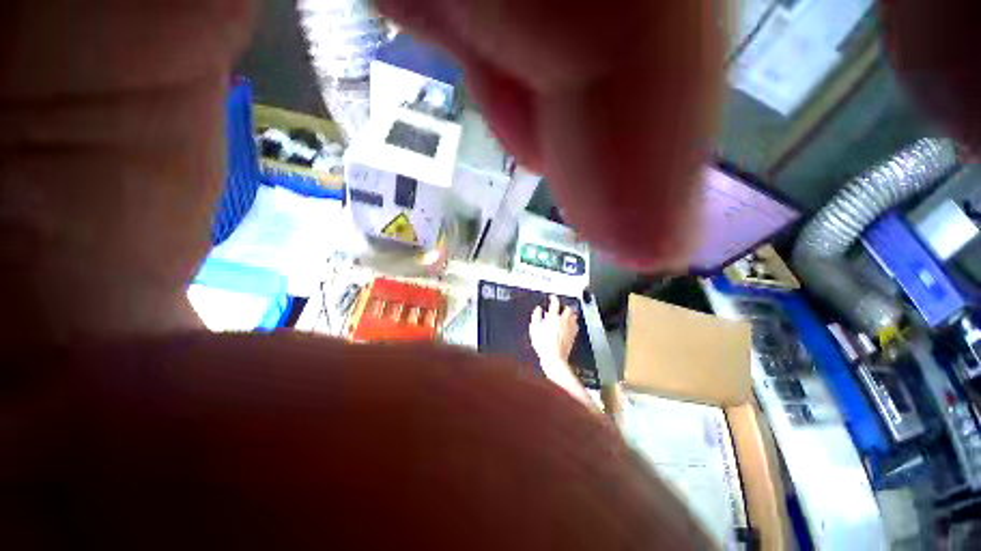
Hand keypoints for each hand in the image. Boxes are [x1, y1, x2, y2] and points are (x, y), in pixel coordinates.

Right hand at [529, 296, 589, 404]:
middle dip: (565, 306)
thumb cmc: (543, 344)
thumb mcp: (534, 328)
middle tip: (562, 307)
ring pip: (574, 316)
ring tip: (568, 314)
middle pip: (568, 309)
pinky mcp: (573, 335)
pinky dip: (574, 323)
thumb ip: (536, 316)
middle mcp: (563, 321)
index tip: (553, 298)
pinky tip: (571, 325)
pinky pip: (576, 326)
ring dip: (571, 314)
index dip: (554, 299)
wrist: (554, 357)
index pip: (555, 304)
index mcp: (553, 317)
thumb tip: (538, 309)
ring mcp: (570, 328)